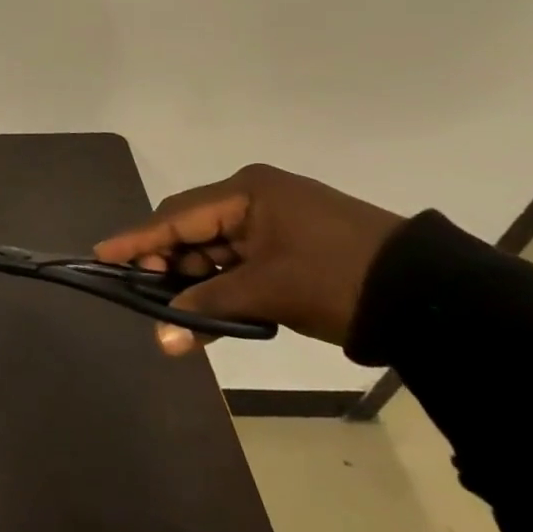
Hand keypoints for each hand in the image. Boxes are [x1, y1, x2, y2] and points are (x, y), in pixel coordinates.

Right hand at [94, 164, 403, 354]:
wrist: (431, 296)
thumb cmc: (338, 278)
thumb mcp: (268, 291)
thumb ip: (209, 307)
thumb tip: (164, 340)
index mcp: (247, 192)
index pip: (177, 215)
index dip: (138, 239)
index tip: (102, 255)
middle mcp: (255, 198)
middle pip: (192, 228)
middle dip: (166, 262)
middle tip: (143, 292)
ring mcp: (275, 222)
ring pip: (215, 248)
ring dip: (195, 279)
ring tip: (174, 309)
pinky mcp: (291, 247)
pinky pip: (240, 261)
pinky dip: (223, 285)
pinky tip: (208, 310)